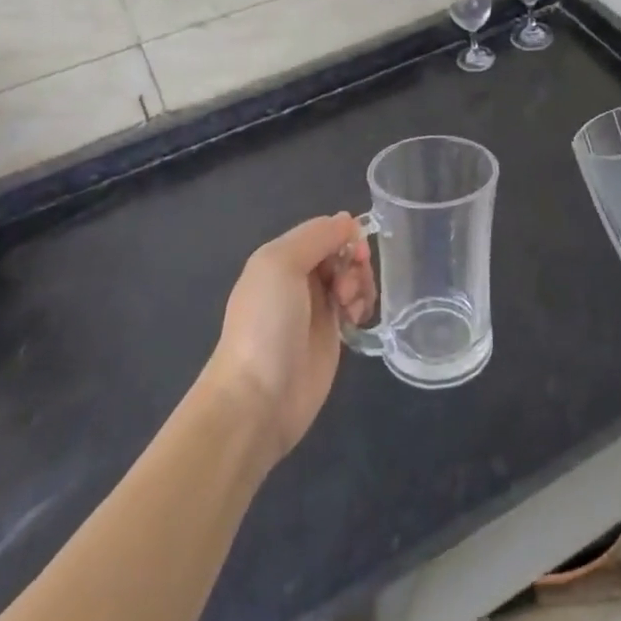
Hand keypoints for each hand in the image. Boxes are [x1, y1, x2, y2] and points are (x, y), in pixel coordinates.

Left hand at [206, 213, 376, 465]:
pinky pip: (356, 304)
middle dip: (354, 261)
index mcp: (281, 257)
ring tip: (351, 307)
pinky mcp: (331, 334)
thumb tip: (348, 220)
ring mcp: (316, 307)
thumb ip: (317, 236)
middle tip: (347, 286)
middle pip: (341, 252)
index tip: (356, 251)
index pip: (324, 230)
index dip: (344, 235)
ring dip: (360, 283)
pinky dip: (363, 304)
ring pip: (352, 276)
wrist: (258, 399)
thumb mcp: (281, 264)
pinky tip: (357, 319)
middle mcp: (298, 278)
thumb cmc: (266, 325)